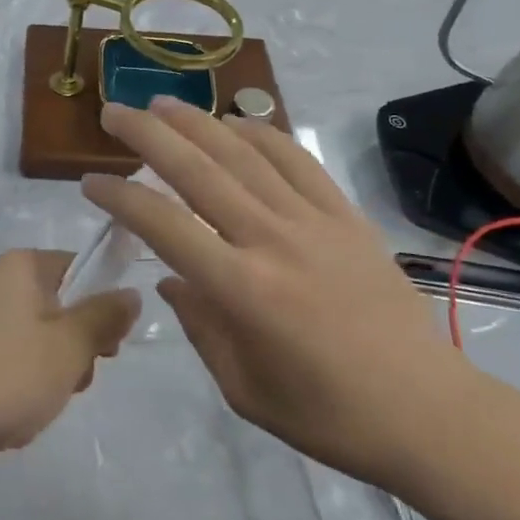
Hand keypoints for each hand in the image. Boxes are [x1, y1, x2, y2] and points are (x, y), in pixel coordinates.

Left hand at [0, 249, 139, 480]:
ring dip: (54, 373)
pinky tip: (18, 414)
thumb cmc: (4, 375)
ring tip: (43, 401)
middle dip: (78, 347)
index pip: (80, 267)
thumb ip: (105, 317)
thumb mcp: (69, 347)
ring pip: (42, 340)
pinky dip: (25, 386)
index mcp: (22, 266)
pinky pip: (15, 362)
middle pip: (63, 306)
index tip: (111, 344)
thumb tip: (131, 292)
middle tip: (76, 377)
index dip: (103, 303)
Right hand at [82, 97, 475, 495]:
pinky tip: (234, 124)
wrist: (428, 411)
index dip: (120, 198)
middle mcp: (272, 240)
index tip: (91, 182)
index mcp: (242, 290)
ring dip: (198, 122)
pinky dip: (261, 134)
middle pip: (199, 171)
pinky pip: (297, 159)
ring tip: (162, 104)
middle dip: (148, 136)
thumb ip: (199, 327)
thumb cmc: (327, 415)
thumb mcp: (243, 387)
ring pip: (244, 154)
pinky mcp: (346, 215)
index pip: (164, 226)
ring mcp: (314, 221)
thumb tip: (170, 280)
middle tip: (113, 113)